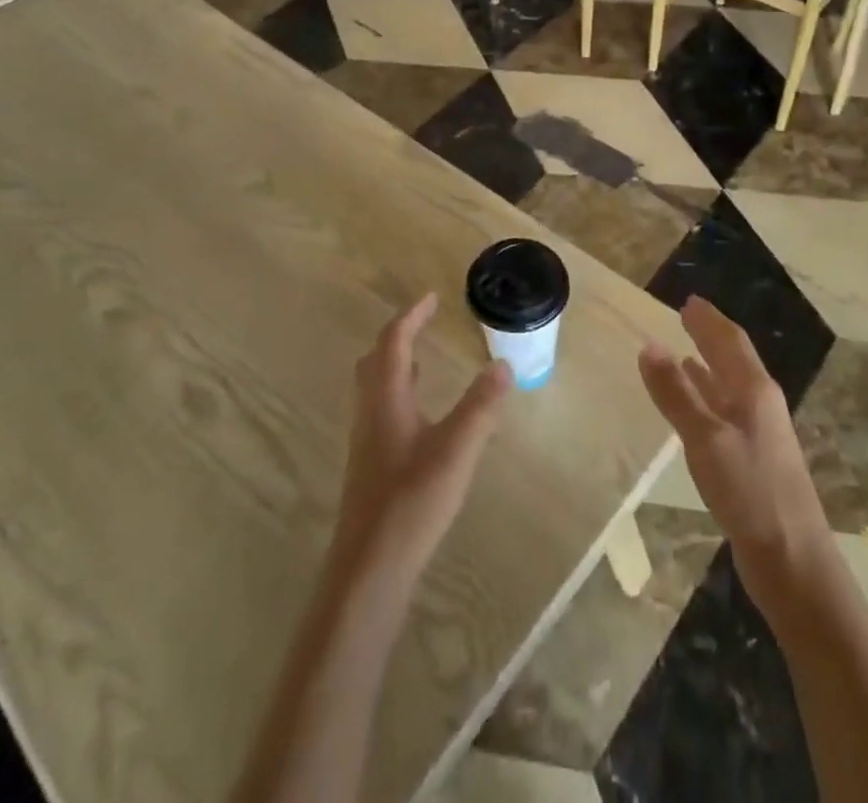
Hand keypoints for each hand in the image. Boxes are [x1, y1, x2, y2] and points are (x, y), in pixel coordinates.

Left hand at [332, 295, 512, 587]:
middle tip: (423, 324)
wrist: (369, 569)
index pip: (394, 342)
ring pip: (375, 387)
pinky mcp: (369, 466)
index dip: (412, 316)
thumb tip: (502, 364)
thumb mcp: (456, 451)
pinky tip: (419, 418)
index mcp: (387, 398)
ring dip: (396, 365)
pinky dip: (398, 394)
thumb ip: (481, 407)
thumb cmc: (412, 502)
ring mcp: (365, 441)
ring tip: (423, 361)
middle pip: (376, 360)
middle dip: (399, 336)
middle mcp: (370, 412)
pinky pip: (380, 410)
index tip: (432, 298)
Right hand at [639, 297, 831, 612]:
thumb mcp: (705, 439)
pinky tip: (695, 407)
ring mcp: (760, 434)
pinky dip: (707, 398)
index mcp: (755, 391)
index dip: (709, 320)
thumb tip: (648, 345)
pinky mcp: (753, 461)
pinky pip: (726, 412)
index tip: (688, 301)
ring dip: (709, 367)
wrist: (793, 563)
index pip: (730, 341)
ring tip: (684, 353)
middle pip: (734, 360)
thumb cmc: (750, 492)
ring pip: (730, 387)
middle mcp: (761, 405)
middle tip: (686, 317)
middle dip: (711, 337)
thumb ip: (676, 393)